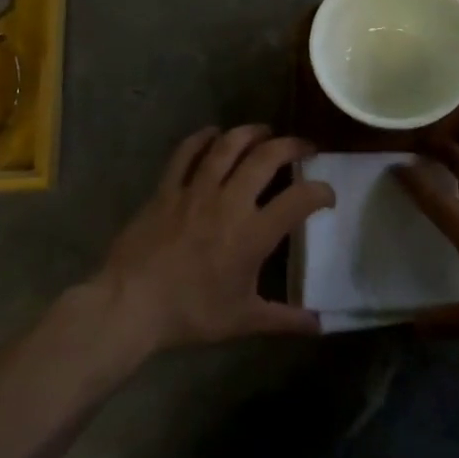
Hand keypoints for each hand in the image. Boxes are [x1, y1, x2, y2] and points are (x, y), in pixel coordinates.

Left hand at [91, 125, 331, 353]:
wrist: (131, 304)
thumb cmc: (191, 313)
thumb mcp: (243, 320)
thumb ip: (284, 319)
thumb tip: (319, 325)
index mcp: (253, 233)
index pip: (300, 200)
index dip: (321, 192)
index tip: (327, 195)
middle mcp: (229, 202)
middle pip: (266, 158)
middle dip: (291, 146)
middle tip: (303, 147)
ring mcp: (195, 190)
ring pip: (228, 146)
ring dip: (251, 133)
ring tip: (265, 131)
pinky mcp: (167, 188)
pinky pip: (186, 153)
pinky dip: (202, 138)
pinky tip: (213, 134)